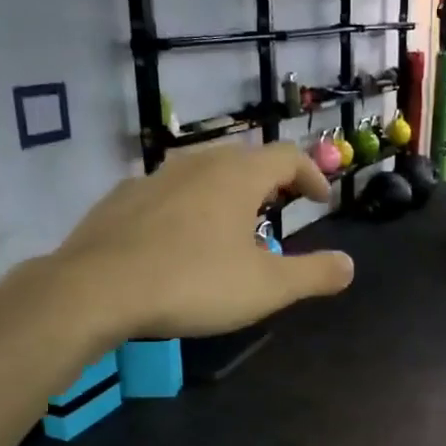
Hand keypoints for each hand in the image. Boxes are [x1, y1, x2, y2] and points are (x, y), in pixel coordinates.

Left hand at [45, 143, 352, 338]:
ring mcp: (153, 178)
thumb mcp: (266, 288)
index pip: (287, 156)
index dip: (311, 175)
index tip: (320, 200)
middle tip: (281, 206)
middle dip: (270, 179)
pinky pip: (167, 192)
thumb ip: (313, 274)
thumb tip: (349, 265)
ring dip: (227, 190)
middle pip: (245, 158)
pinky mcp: (121, 199)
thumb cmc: (193, 283)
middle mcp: (197, 164)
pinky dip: (188, 204)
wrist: (96, 289)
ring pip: (203, 172)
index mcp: (237, 176)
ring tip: (233, 222)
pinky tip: (180, 237)